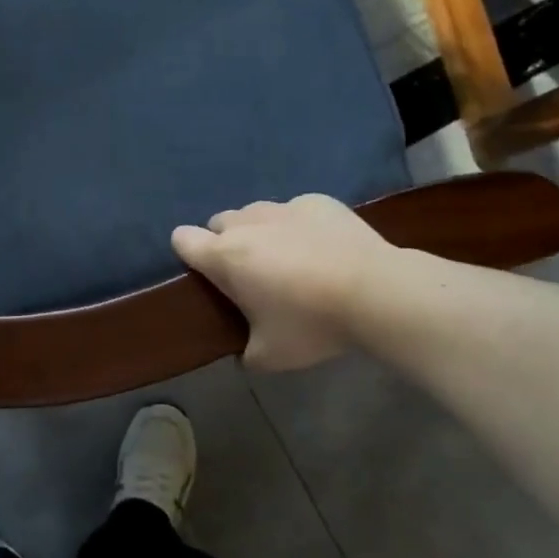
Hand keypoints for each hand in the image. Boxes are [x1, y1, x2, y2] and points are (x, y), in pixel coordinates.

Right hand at [172, 195, 391, 371]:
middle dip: (226, 242)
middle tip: (252, 274)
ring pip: (256, 213)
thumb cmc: (312, 323)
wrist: (376, 291)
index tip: (205, 273)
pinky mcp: (317, 201)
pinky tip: (323, 249)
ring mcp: (283, 207)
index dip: (188, 253)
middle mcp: (247, 223)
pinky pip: (295, 210)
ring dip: (261, 232)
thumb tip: (245, 350)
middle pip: (219, 223)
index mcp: (225, 256)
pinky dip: (299, 226)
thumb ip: (246, 351)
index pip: (182, 239)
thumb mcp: (271, 356)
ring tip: (289, 259)